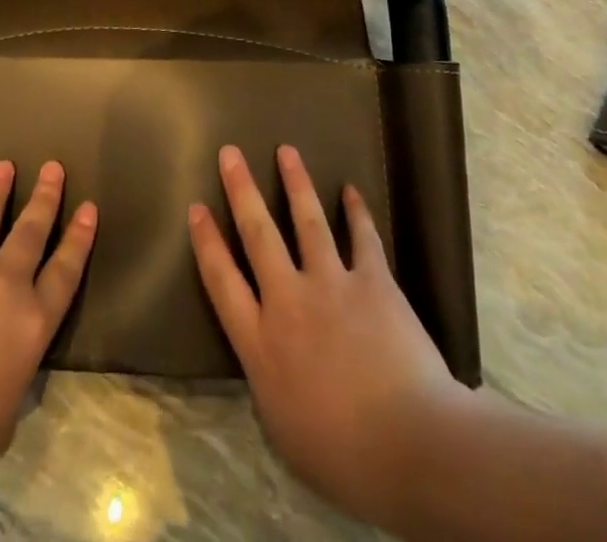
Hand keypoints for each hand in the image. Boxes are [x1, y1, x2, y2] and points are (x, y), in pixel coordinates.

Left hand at [0, 160, 96, 497]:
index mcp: (31, 323)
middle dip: (45, 197)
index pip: (65, 271)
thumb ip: (11, 383)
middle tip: (53, 166)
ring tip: (4, 167)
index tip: (88, 207)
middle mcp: (4, 284)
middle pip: (31, 230)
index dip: (79, 238)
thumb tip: (8, 370)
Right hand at [189, 144, 459, 530]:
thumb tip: (265, 355)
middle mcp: (289, 301)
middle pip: (258, 234)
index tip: (196, 207)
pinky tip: (351, 190)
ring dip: (295, 183)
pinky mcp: (373, 282)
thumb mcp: (282, 429)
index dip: (206, 241)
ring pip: (307, 221)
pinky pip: (362, 237)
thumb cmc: (342, 455)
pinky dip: (356, 211)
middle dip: (241, 190)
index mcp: (261, 342)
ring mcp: (332, 285)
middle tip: (230, 153)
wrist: (410, 444)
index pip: (222, 280)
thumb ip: (268, 381)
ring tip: (286, 151)